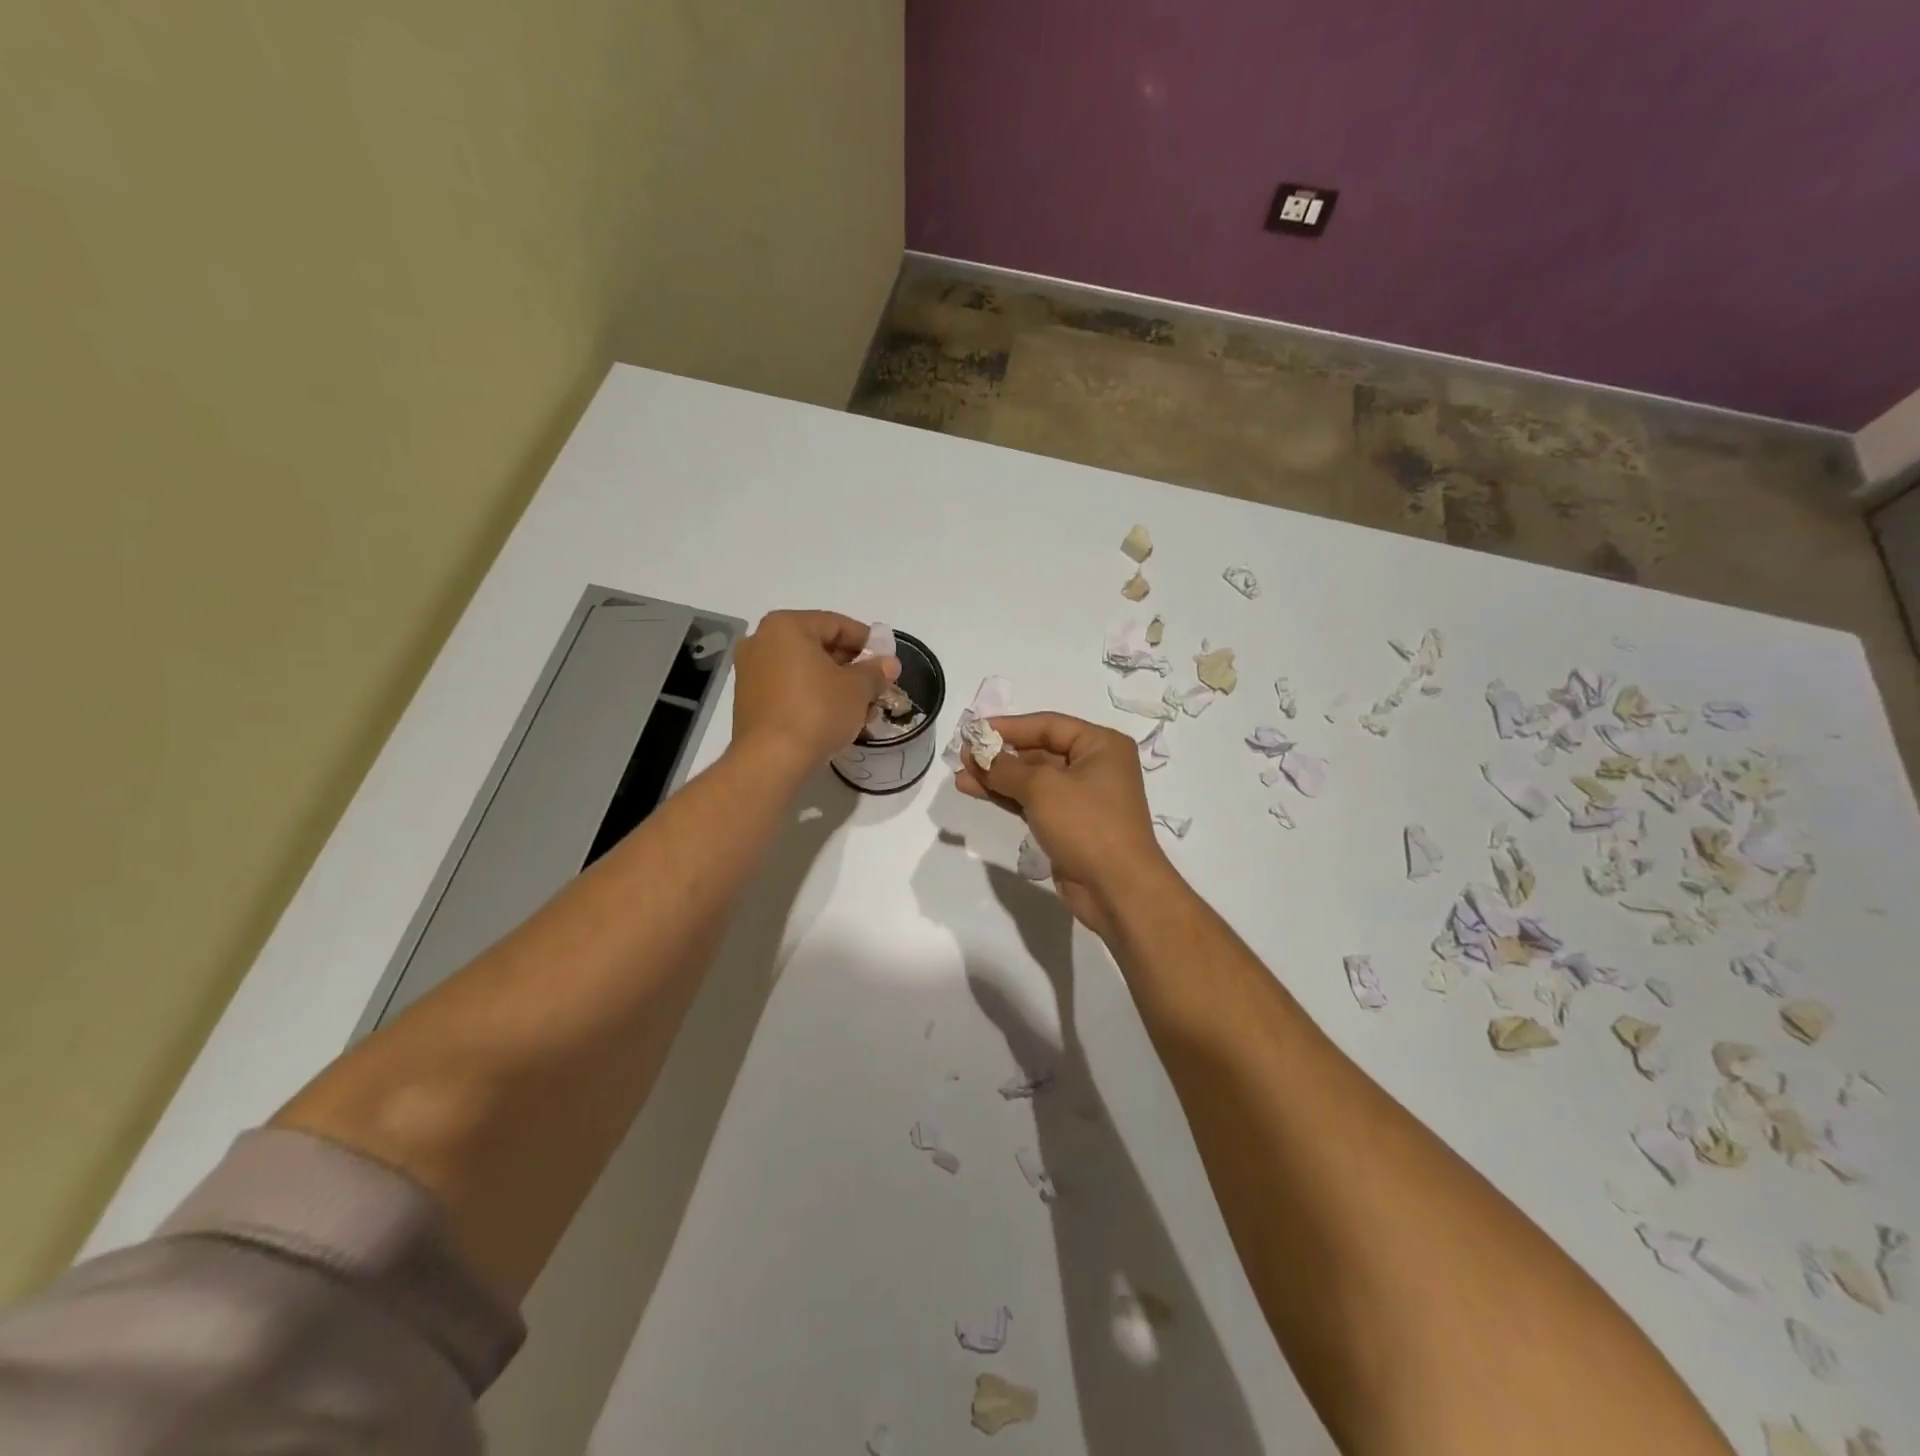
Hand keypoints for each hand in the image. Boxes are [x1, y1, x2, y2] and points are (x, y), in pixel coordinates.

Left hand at [731, 610, 898, 774]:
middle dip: (850, 664)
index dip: (867, 641)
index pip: (837, 624)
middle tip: (875, 684)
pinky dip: (811, 695)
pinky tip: (833, 715)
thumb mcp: (857, 689)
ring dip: (832, 682)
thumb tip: (889, 664)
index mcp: (786, 626)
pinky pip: (788, 687)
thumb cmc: (817, 712)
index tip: (886, 660)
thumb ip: (875, 671)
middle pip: (817, 645)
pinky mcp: (748, 699)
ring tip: (858, 704)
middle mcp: (762, 641)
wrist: (771, 760)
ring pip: (803, 668)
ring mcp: (750, 671)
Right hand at [954, 712, 1173, 937]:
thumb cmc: (1087, 824)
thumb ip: (1005, 768)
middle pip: (1039, 751)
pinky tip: (977, 791)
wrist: (1117, 889)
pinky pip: (1033, 802)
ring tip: (961, 775)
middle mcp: (1094, 766)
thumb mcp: (1042, 788)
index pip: (1048, 725)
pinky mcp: (1068, 824)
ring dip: (997, 777)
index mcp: (1101, 745)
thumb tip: (977, 754)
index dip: (1008, 726)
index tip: (973, 730)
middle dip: (1000, 754)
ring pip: (1032, 779)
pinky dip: (1006, 796)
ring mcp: (1081, 798)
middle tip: (963, 756)